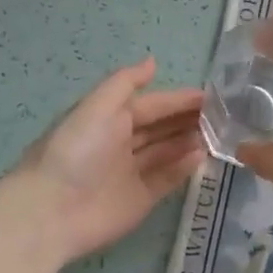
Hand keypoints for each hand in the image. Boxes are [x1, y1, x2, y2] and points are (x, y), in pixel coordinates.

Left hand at [16, 55, 206, 264]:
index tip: (210, 97)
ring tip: (216, 134)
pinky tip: (201, 156)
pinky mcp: (140, 200)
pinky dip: (183, 168)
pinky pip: (166, 179)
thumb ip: (125, 83)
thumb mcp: (96, 107)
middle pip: (160, 128)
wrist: (52, 211)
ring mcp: (131, 173)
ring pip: (166, 152)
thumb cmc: (75, 151)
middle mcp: (121, 143)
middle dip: (187, 120)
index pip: (151, 105)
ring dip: (189, 142)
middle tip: (220, 116)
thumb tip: (152, 62)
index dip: (178, 100)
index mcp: (108, 119)